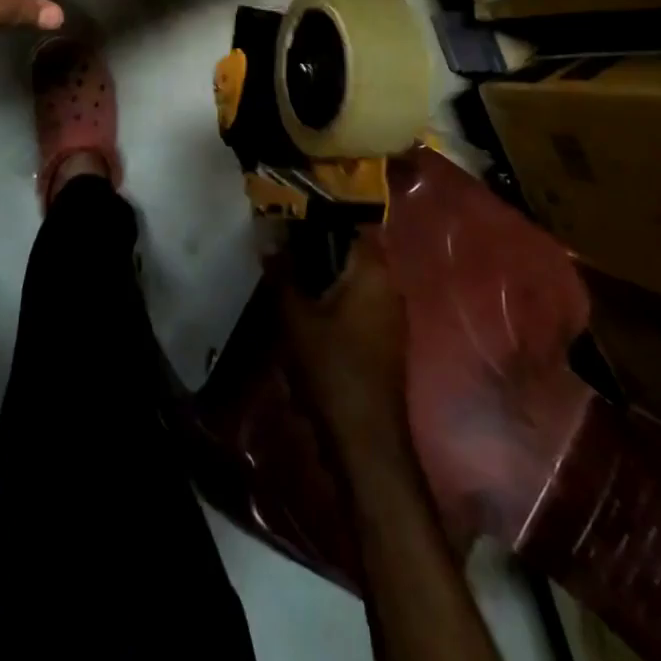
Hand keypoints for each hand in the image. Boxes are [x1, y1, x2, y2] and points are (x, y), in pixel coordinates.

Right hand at [281, 235, 412, 463]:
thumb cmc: (331, 370)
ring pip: (351, 278)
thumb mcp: (294, 317)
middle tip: (277, 250)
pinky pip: (356, 302)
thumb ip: (281, 271)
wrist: (366, 443)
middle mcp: (389, 283)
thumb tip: (269, 234)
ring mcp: (391, 313)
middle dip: (313, 248)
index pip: (343, 222)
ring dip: (321, 276)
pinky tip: (305, 312)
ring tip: (285, 279)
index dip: (311, 217)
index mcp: (373, 269)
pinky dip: (332, 300)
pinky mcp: (386, 338)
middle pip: (347, 249)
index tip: (282, 217)